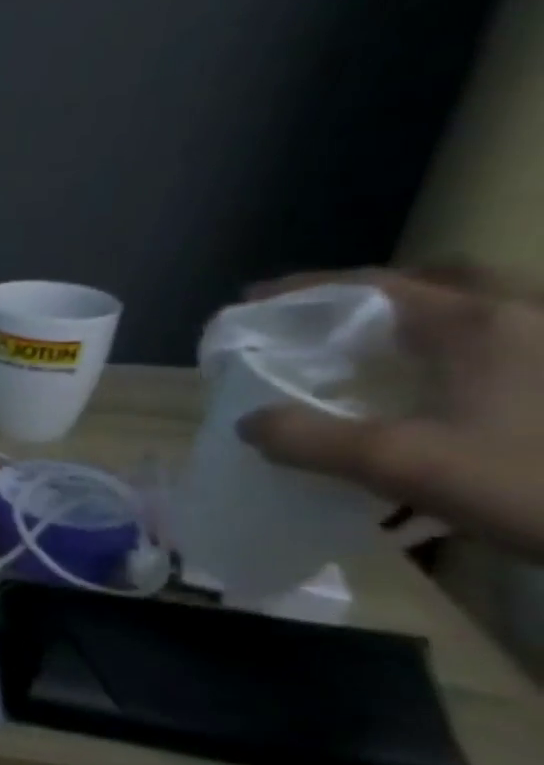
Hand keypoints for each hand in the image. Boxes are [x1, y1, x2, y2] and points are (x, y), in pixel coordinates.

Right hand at [238, 268, 543, 559]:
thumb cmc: (537, 482)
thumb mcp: (404, 465)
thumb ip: (311, 439)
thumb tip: (249, 422)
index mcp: (477, 324)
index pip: (372, 285)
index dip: (303, 290)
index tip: (250, 302)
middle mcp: (526, 320)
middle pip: (443, 282)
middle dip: (375, 294)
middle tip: (324, 322)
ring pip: (484, 314)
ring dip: (424, 323)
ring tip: (378, 354)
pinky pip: (508, 350)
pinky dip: (461, 354)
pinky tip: (444, 393)